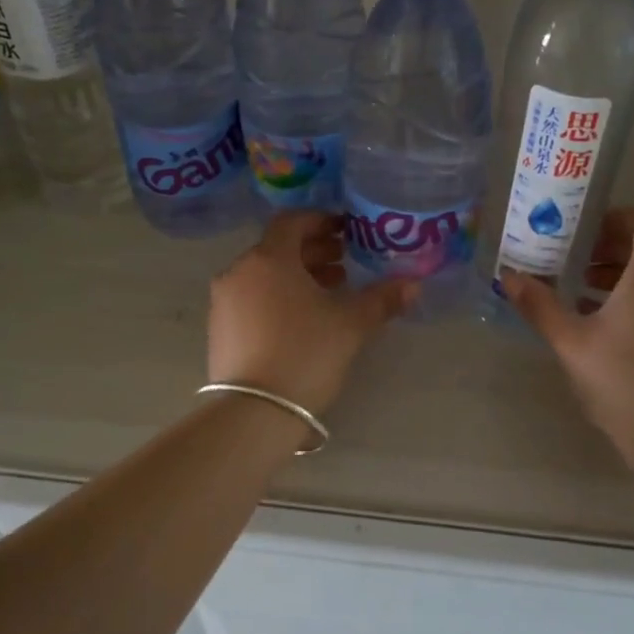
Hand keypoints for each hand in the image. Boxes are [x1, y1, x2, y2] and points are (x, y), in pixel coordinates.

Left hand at [208, 212, 414, 414]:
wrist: (254, 412)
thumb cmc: (305, 353)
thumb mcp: (351, 325)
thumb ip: (382, 299)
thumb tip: (413, 284)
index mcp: (269, 259)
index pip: (292, 221)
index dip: (321, 221)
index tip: (346, 231)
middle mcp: (239, 272)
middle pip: (277, 248)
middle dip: (312, 252)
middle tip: (343, 263)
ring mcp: (224, 302)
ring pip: (264, 275)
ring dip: (296, 276)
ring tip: (329, 292)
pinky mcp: (219, 329)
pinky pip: (251, 298)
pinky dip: (277, 297)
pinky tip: (301, 320)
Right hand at [501, 208, 633, 470]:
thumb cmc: (621, 380)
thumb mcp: (571, 341)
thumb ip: (540, 305)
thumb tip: (509, 276)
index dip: (620, 218)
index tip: (586, 234)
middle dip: (612, 248)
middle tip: (573, 260)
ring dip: (621, 275)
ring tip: (581, 292)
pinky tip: (603, 325)